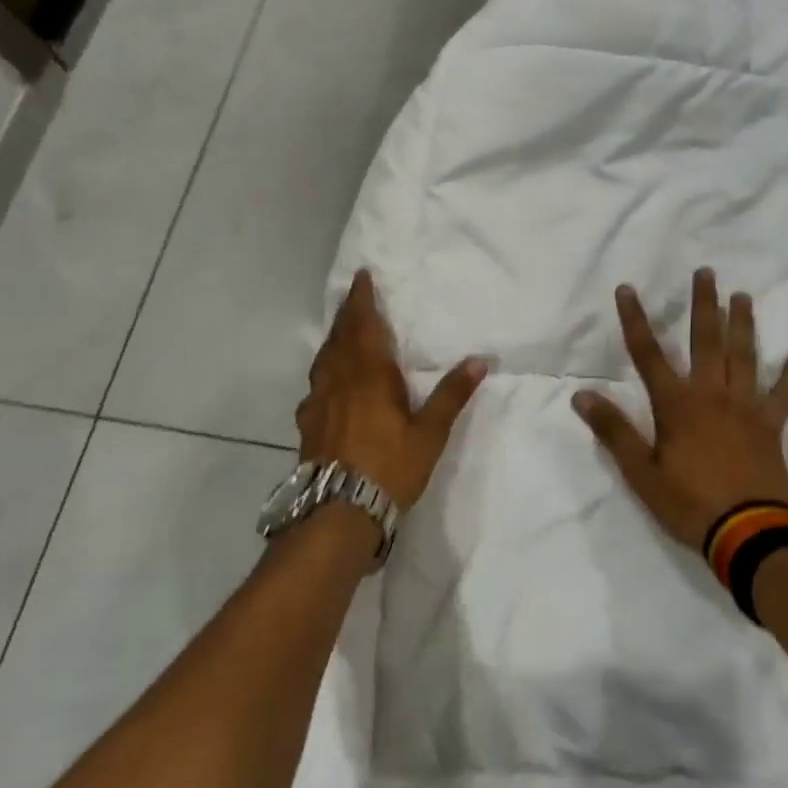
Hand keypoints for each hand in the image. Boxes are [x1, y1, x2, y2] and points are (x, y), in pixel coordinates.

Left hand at [297, 270, 486, 508]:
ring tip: (342, 334)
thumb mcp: (430, 432)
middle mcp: (339, 380)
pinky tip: (329, 386)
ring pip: (324, 360)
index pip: (363, 325)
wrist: (339, 511)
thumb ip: (451, 394)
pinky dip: (325, 373)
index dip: (362, 300)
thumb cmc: (390, 466)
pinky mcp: (308, 424)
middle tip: (354, 298)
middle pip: (340, 338)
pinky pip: (316, 386)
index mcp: (369, 374)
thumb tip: (479, 361)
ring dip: (334, 340)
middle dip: (348, 315)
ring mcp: (318, 402)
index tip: (362, 277)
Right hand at [573, 269, 787, 551]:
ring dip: (743, 324)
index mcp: (676, 405)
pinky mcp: (771, 426)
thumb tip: (581, 395)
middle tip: (707, 273)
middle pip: (706, 341)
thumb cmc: (689, 503)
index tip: (627, 289)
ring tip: (743, 296)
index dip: (635, 320)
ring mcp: (746, 408)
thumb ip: (613, 431)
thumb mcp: (640, 472)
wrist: (748, 534)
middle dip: (703, 304)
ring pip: (744, 356)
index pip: (648, 354)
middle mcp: (711, 395)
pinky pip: (785, 393)